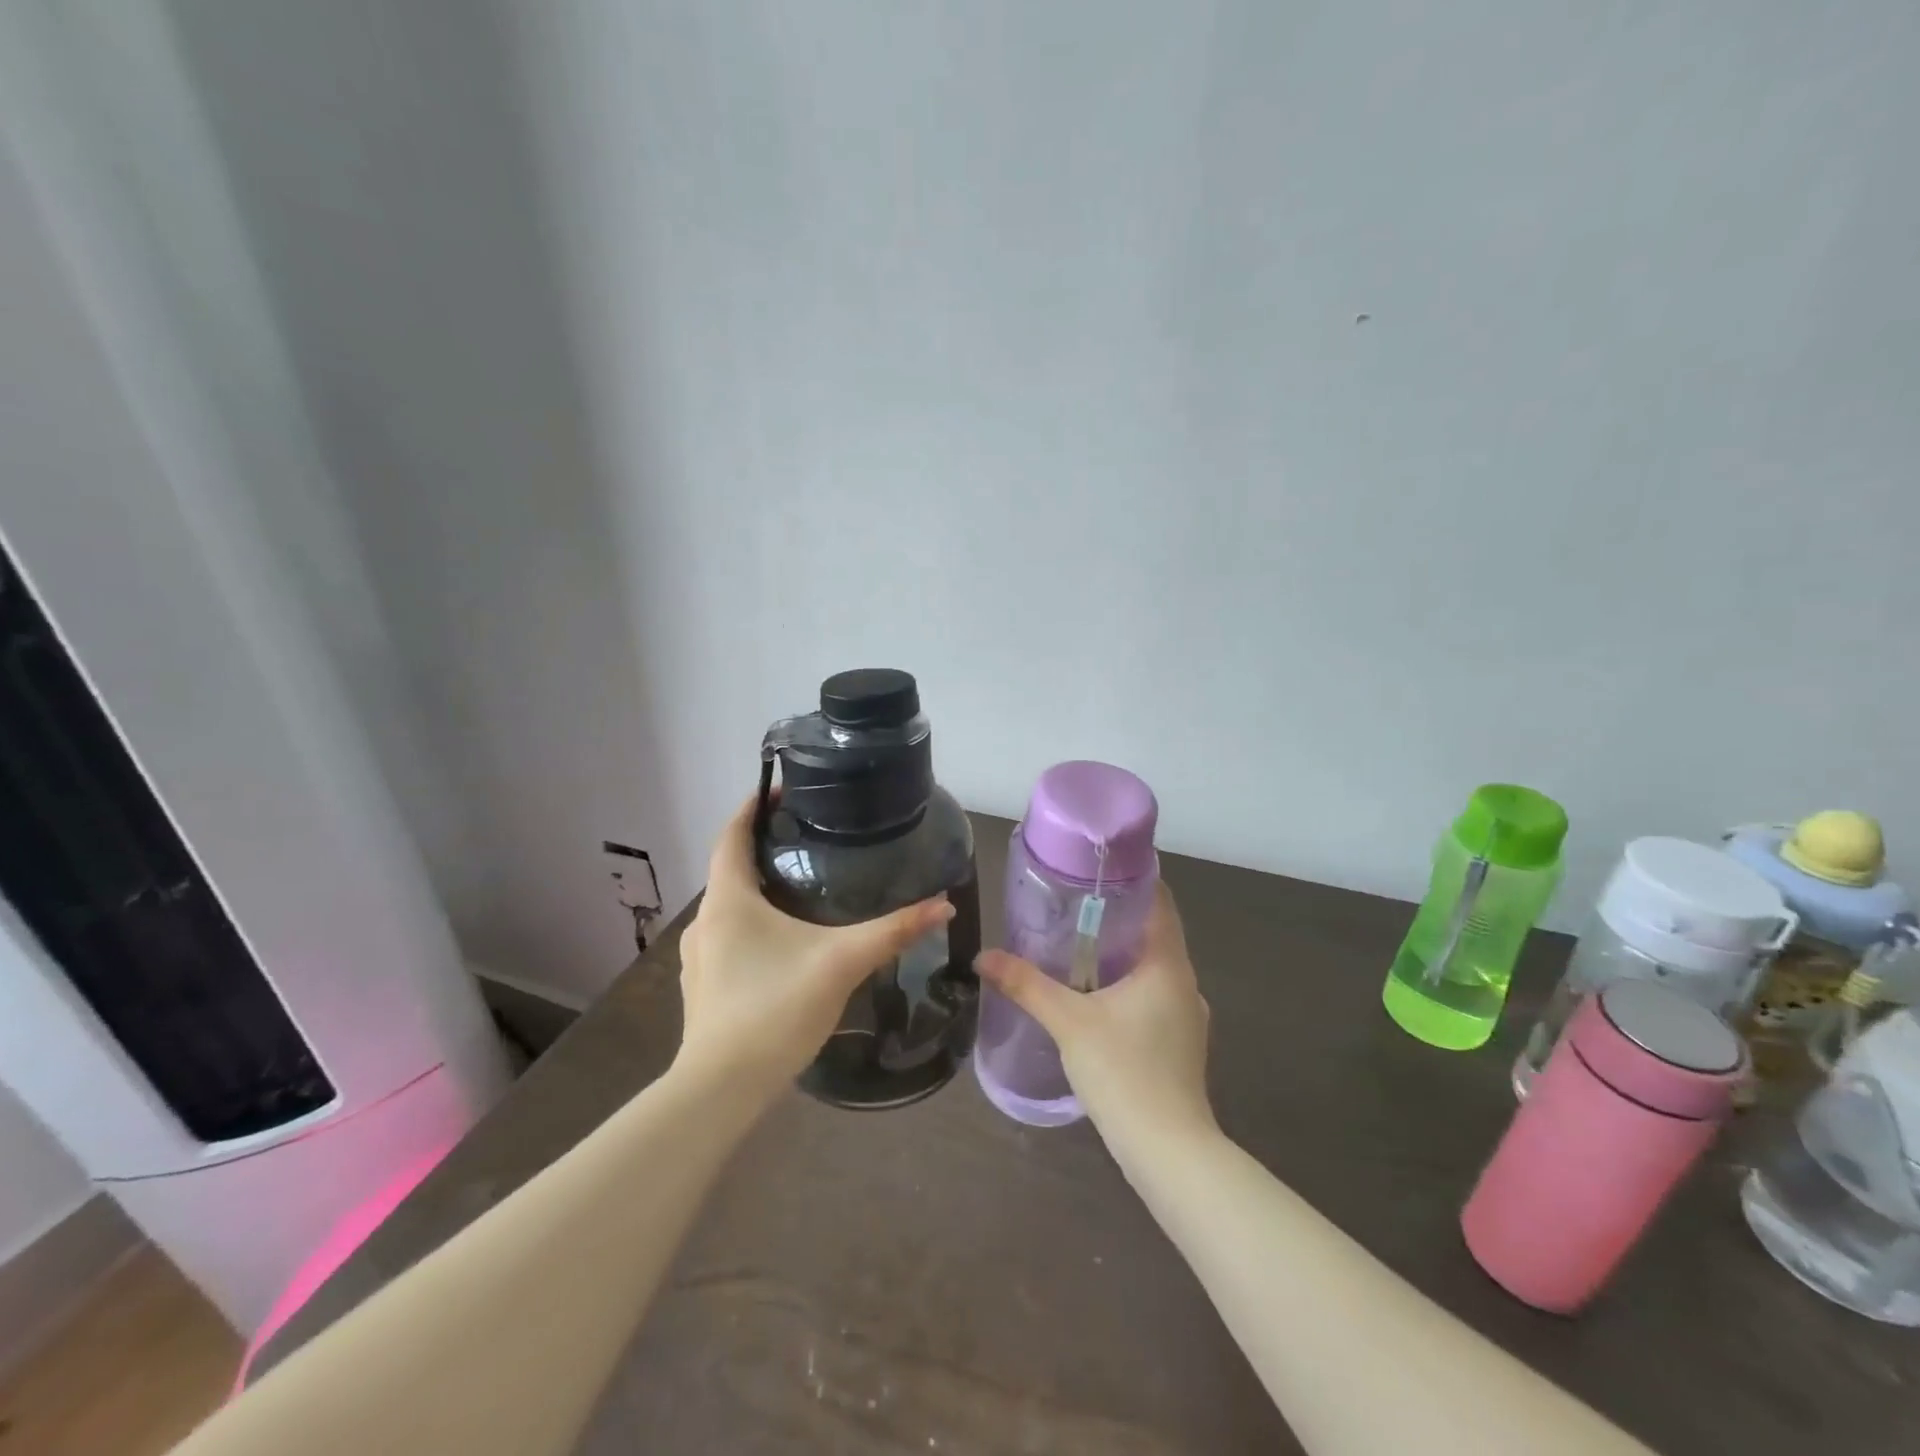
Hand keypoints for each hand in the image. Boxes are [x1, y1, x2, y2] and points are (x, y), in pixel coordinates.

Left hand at [675, 794, 954, 1097]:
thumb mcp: (841, 963)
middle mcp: (706, 920)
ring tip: (802, 887)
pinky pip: (728, 936)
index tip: (781, 790)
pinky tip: (784, 943)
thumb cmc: (775, 1009)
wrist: (721, 1090)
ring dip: (758, 889)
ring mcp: (699, 957)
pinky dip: (752, 923)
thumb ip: (893, 931)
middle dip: (765, 848)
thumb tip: (943, 904)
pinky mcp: (703, 986)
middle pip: (731, 868)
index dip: (752, 806)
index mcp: (728, 899)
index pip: (731, 834)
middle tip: (810, 840)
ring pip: (729, 906)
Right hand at [976, 883, 1214, 1151]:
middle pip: (1154, 933)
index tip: (1095, 867)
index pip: (1159, 901)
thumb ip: (1027, 985)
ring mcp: (1187, 1018)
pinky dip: (1127, 987)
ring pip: (1153, 969)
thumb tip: (984, 957)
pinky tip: (1095, 999)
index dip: (1132, 878)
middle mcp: (1185, 984)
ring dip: (1120, 955)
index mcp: (1168, 964)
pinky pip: (1153, 998)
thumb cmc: (1125, 1072)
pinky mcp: (1180, 1045)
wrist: (1170, 1153)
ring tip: (1076, 948)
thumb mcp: (1069, 1023)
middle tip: (1071, 905)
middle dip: (1116, 918)